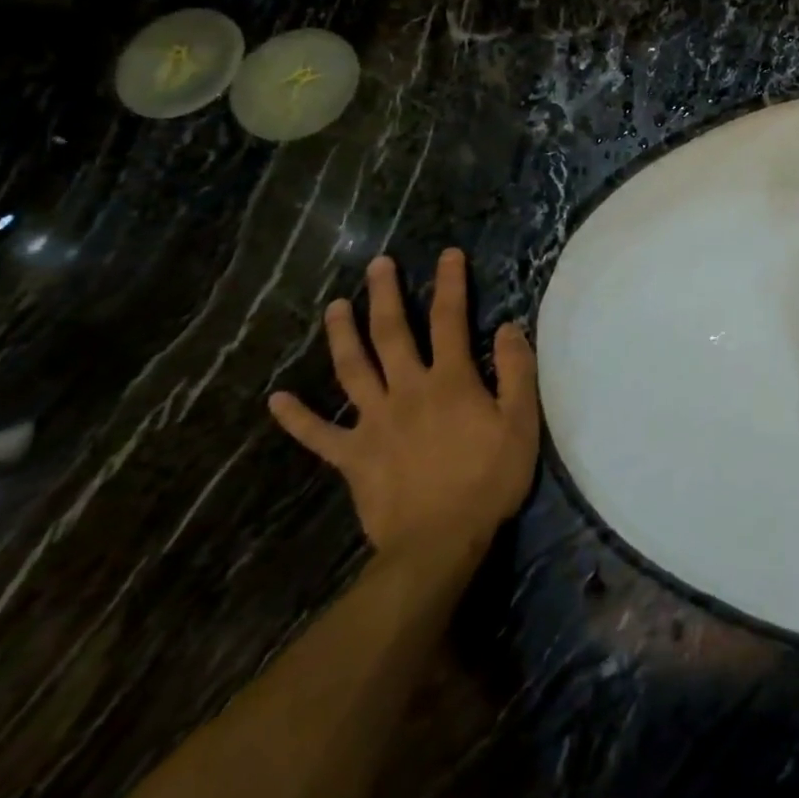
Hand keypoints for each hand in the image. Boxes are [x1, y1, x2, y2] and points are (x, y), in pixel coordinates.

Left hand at [269, 250, 539, 575]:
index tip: (447, 255)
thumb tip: (508, 327)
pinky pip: (318, 434)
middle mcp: (407, 390)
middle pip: (391, 334)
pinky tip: (277, 398)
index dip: (450, 284)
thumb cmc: (488, 479)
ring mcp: (374, 422)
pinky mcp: (352, 456)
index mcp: (450, 380)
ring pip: (352, 370)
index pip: (450, 320)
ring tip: (335, 307)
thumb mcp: (521, 423)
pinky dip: (296, 416)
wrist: (439, 542)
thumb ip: (515, 371)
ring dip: (341, 335)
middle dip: (385, 296)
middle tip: (377, 265)